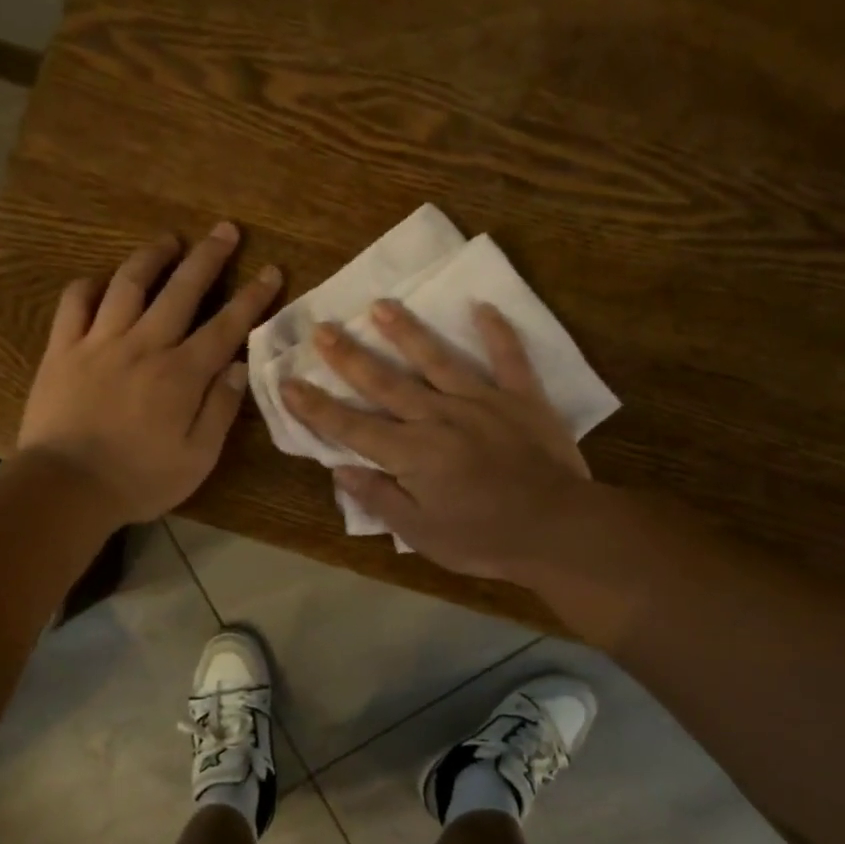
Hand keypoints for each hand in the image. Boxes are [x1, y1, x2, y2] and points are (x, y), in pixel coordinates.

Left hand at [16, 224, 281, 522]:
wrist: (65, 487)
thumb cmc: (139, 479)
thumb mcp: (197, 458)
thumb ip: (220, 409)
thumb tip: (238, 366)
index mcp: (181, 374)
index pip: (225, 325)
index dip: (251, 297)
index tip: (270, 271)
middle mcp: (144, 345)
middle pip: (181, 290)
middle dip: (207, 257)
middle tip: (224, 229)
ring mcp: (99, 343)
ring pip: (128, 284)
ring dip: (152, 257)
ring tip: (169, 240)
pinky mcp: (63, 350)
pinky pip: (74, 303)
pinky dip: (90, 285)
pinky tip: (102, 281)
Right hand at [281, 300, 590, 580]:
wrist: (556, 529)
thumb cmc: (483, 539)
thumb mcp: (421, 534)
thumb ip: (379, 498)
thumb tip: (340, 470)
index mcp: (411, 453)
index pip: (352, 427)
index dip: (316, 407)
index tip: (288, 383)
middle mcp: (438, 417)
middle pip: (386, 383)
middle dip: (349, 356)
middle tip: (322, 328)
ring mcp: (481, 402)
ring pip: (436, 359)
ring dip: (406, 331)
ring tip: (380, 305)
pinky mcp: (521, 397)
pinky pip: (508, 358)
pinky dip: (496, 332)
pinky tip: (482, 306)